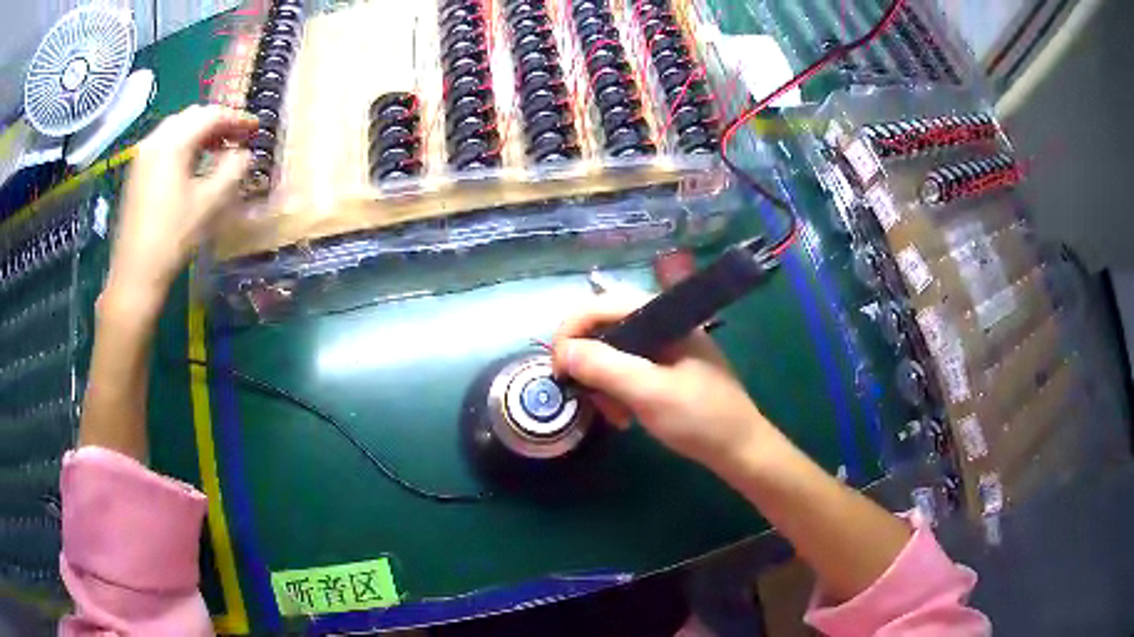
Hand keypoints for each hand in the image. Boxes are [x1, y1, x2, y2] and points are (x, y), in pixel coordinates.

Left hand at [108, 105, 257, 307]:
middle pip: (192, 116)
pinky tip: (192, 162)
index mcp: (173, 143)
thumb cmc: (173, 238)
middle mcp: (155, 140)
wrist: (135, 274)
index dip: (237, 118)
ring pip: (177, 128)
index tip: (256, 128)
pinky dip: (183, 143)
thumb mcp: (209, 204)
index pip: (211, 116)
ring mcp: (142, 156)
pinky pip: (164, 143)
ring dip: (200, 132)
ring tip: (218, 148)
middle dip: (218, 121)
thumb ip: (233, 170)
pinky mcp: (136, 172)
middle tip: (238, 137)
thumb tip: (244, 154)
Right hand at [551, 292, 777, 470]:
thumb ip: (604, 366)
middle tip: (587, 397)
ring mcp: (665, 346)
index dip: (571, 333)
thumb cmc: (699, 418)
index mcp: (663, 316)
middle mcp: (661, 323)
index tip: (558, 371)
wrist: (740, 449)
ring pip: (613, 352)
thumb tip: (562, 351)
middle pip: (604, 328)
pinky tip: (625, 416)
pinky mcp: (666, 367)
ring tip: (614, 415)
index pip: (600, 305)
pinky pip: (628, 370)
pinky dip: (618, 391)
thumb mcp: (648, 392)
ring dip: (603, 383)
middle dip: (589, 364)